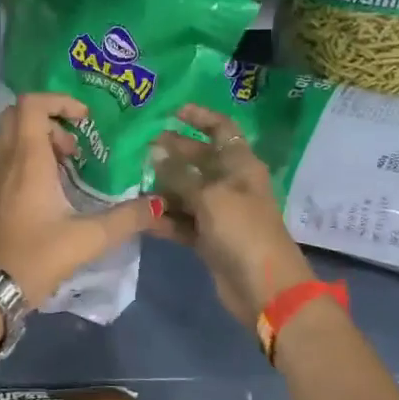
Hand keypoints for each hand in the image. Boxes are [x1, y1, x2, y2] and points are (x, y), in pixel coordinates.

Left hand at [0, 92, 162, 304]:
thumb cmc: (35, 256)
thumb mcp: (87, 239)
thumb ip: (125, 219)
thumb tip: (157, 205)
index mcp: (27, 159)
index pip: (31, 104)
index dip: (59, 100)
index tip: (85, 119)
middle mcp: (6, 159)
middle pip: (16, 114)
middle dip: (48, 118)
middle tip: (75, 143)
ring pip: (10, 136)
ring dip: (38, 139)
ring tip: (68, 165)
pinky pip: (6, 156)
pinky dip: (28, 158)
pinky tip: (51, 187)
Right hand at [149, 104, 315, 328]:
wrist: (265, 288)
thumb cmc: (242, 230)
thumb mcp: (209, 196)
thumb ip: (180, 173)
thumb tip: (156, 150)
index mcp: (241, 165)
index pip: (221, 130)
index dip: (200, 117)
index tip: (172, 111)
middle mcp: (231, 184)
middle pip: (200, 160)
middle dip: (173, 151)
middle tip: (141, 147)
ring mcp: (220, 212)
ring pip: (186, 192)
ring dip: (163, 187)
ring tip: (133, 180)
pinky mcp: (208, 238)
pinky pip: (182, 221)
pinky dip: (164, 217)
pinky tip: (141, 214)